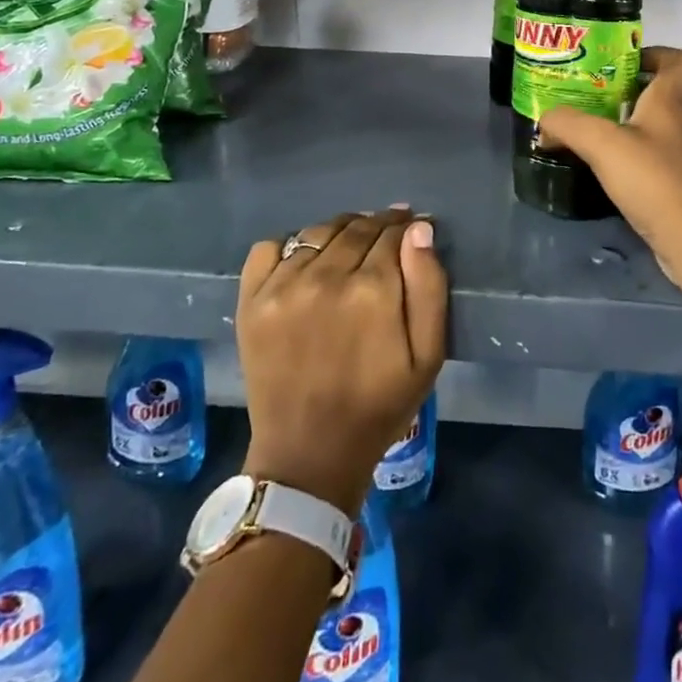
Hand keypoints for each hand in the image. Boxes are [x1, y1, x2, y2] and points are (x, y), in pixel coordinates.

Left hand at [236, 208, 447, 516]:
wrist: (309, 455)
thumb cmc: (379, 406)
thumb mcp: (428, 356)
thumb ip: (429, 286)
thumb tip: (418, 230)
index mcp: (373, 289)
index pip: (392, 232)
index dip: (405, 228)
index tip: (411, 230)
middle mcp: (326, 276)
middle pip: (356, 227)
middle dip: (376, 227)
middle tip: (384, 238)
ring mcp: (283, 286)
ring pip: (318, 232)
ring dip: (339, 233)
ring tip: (348, 249)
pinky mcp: (252, 300)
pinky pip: (270, 247)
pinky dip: (290, 246)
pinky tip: (304, 264)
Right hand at [540, 46, 681, 264]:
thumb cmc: (651, 178)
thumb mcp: (601, 143)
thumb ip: (568, 124)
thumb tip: (544, 120)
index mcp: (669, 102)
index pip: (677, 61)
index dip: (654, 53)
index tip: (621, 59)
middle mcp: (678, 123)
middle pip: (658, 93)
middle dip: (624, 88)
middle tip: (587, 93)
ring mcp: (678, 156)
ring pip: (650, 126)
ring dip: (622, 123)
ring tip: (585, 128)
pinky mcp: (673, 184)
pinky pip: (647, 157)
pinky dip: (625, 155)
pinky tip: (599, 165)